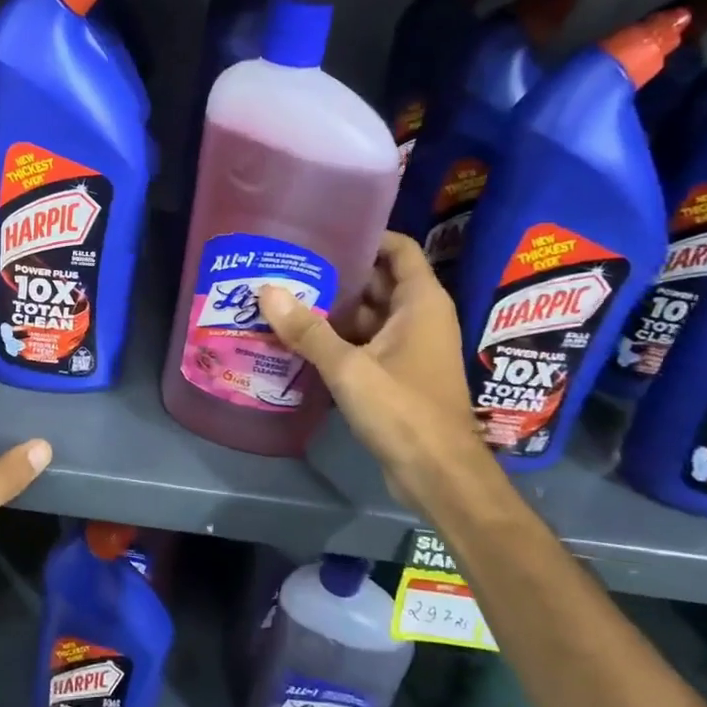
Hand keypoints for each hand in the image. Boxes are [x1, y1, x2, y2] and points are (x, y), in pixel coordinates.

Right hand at [257, 233, 482, 508]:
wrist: (439, 476)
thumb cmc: (403, 411)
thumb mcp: (349, 368)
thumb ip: (308, 330)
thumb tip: (266, 290)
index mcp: (420, 303)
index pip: (398, 249)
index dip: (365, 235)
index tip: (322, 231)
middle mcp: (419, 318)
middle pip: (377, 281)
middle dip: (337, 274)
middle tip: (289, 265)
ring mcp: (409, 348)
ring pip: (368, 316)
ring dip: (333, 310)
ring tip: (285, 298)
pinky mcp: (398, 375)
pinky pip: (365, 344)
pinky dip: (338, 339)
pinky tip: (300, 340)